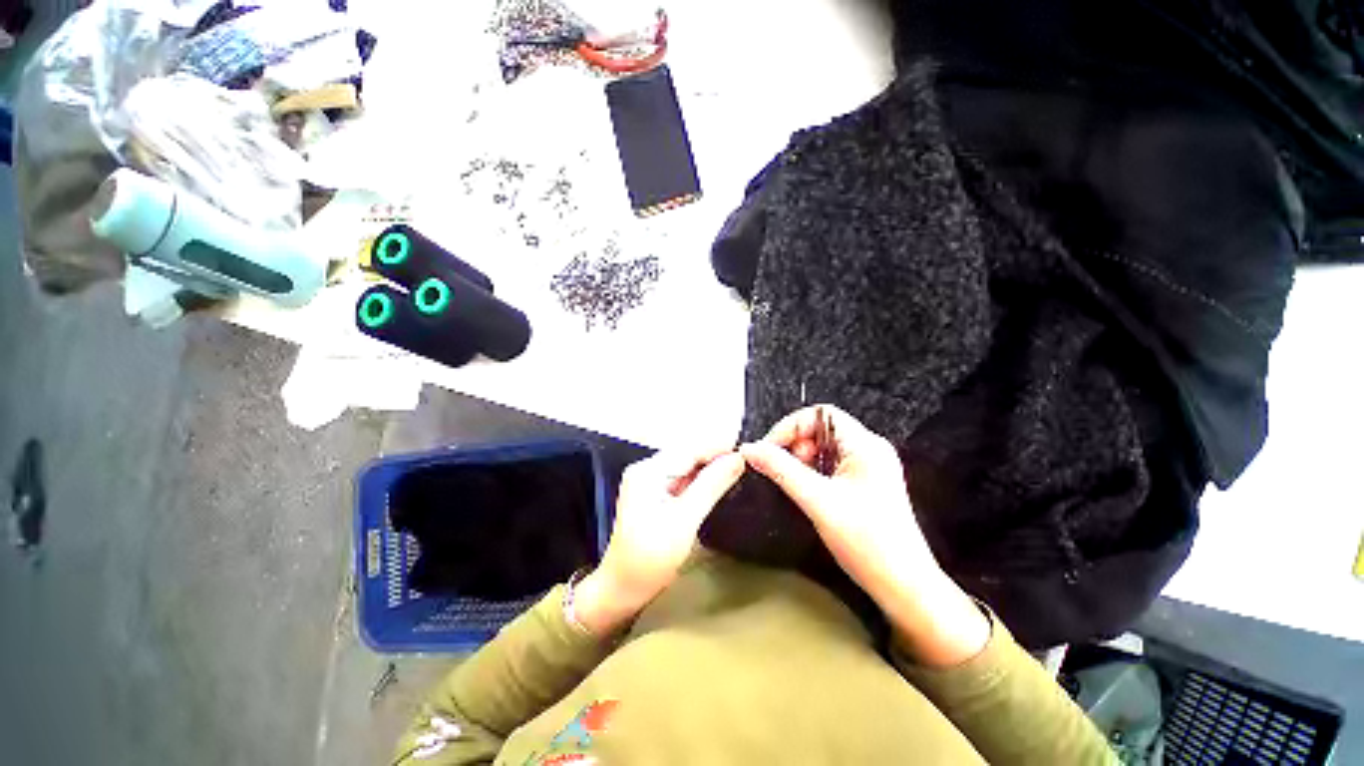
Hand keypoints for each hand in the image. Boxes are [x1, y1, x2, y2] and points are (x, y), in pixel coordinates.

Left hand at [573, 448, 744, 635]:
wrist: (623, 589)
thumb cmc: (651, 558)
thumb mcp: (685, 520)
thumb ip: (711, 486)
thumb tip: (738, 458)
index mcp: (648, 471)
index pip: (690, 450)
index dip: (719, 448)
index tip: (749, 451)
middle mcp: (647, 469)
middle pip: (688, 455)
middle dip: (716, 456)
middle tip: (748, 460)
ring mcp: (650, 481)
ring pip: (687, 467)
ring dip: (711, 468)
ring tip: (739, 468)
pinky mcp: (655, 494)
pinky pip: (683, 480)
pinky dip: (701, 481)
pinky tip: (720, 481)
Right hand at [740, 406, 989, 666]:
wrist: (905, 588)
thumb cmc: (868, 543)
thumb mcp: (817, 501)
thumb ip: (781, 470)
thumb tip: (750, 449)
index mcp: (865, 445)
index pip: (820, 414)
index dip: (791, 426)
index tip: (769, 448)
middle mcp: (870, 449)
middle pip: (822, 428)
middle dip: (795, 444)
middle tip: (781, 468)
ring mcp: (871, 467)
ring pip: (825, 447)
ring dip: (803, 459)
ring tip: (793, 482)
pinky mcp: (867, 484)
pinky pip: (832, 464)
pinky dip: (813, 471)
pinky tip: (807, 490)